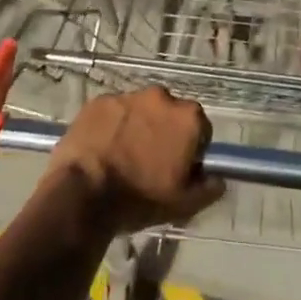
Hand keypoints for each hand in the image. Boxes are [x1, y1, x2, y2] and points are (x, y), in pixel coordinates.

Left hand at [46, 86, 224, 233]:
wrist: (82, 194)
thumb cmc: (139, 198)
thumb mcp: (183, 204)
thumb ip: (209, 188)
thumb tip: (218, 178)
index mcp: (188, 117)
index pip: (201, 129)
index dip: (192, 150)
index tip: (179, 169)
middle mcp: (162, 97)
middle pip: (170, 114)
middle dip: (164, 132)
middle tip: (149, 162)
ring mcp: (128, 95)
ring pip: (140, 110)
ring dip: (137, 127)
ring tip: (122, 156)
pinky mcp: (99, 100)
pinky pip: (112, 112)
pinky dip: (111, 126)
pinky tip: (102, 149)